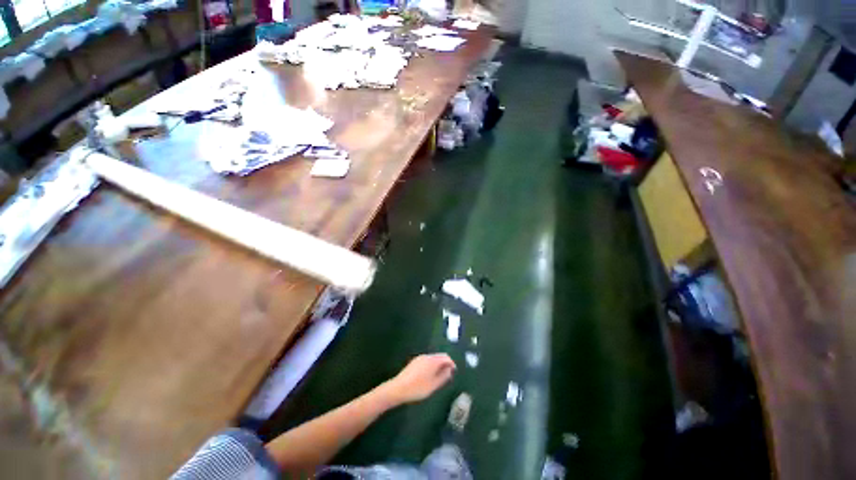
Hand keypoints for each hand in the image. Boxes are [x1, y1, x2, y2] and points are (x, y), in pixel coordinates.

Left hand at [380, 354, 455, 404]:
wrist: (398, 389)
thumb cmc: (418, 388)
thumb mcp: (434, 385)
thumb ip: (444, 376)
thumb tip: (450, 370)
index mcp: (432, 360)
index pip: (446, 357)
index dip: (452, 364)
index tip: (454, 373)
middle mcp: (426, 356)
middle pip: (439, 357)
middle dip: (445, 364)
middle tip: (448, 376)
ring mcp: (419, 358)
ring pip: (433, 359)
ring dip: (438, 366)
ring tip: (439, 378)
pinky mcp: (414, 362)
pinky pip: (427, 361)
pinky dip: (432, 366)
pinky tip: (429, 377)